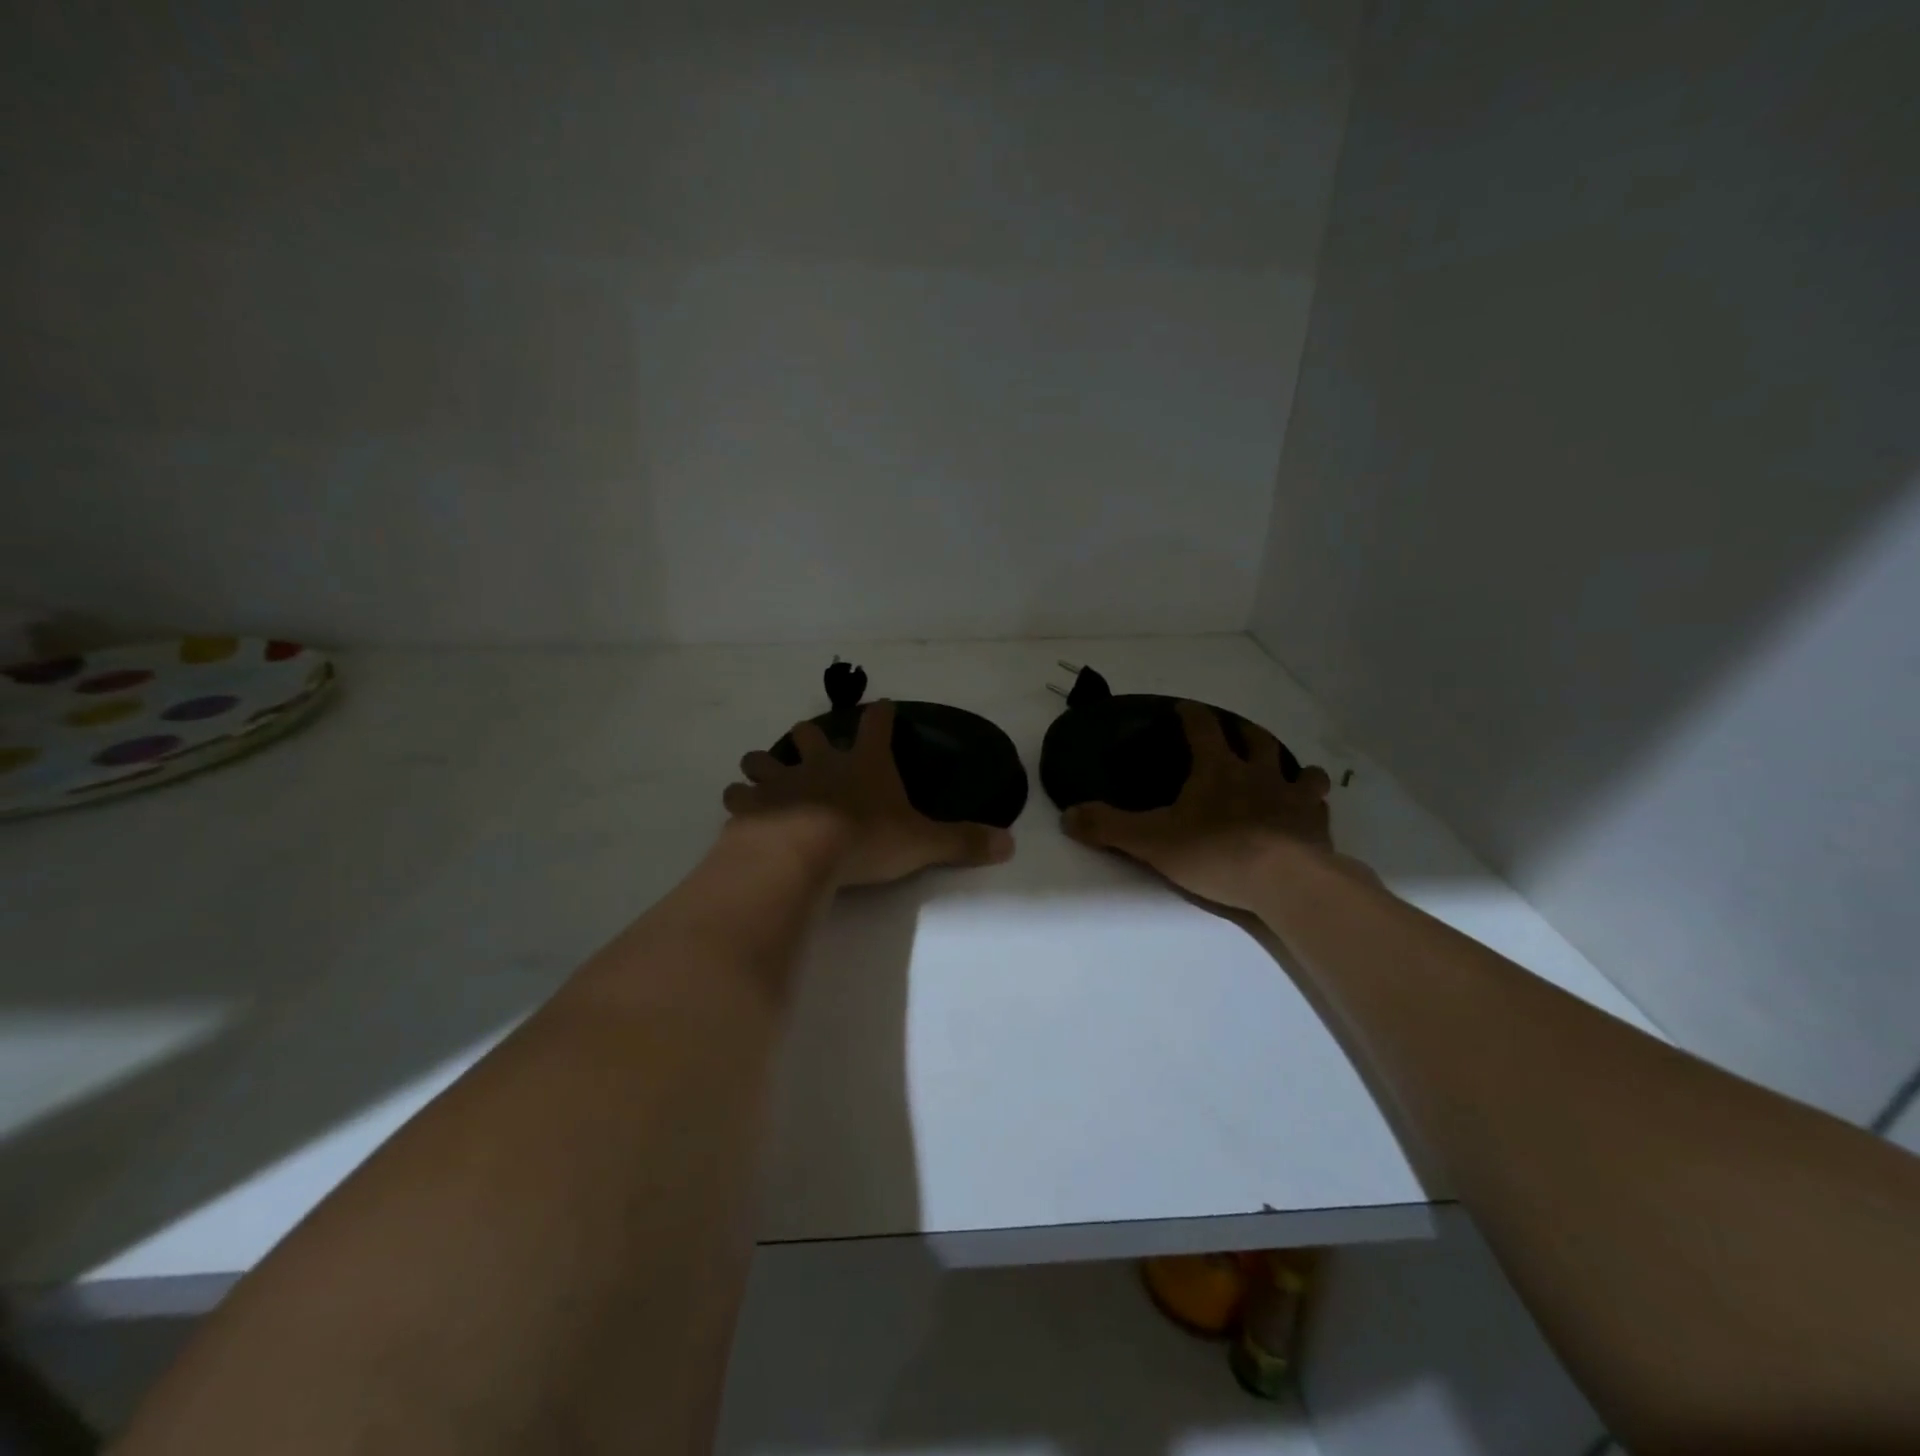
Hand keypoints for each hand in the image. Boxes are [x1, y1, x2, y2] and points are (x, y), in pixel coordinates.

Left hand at [724, 700, 1015, 888]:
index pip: (877, 725)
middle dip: (810, 736)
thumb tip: (1010, 844)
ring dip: (764, 763)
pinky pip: (739, 795)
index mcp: (865, 764)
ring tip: (762, 771)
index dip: (881, 714)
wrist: (803, 853)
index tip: (881, 705)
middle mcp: (822, 764)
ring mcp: (782, 781)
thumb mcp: (922, 843)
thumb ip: (963, 842)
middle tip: (811, 743)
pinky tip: (738, 808)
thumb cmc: (866, 840)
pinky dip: (739, 799)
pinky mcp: (752, 805)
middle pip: (810, 734)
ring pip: (766, 758)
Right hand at [1062, 700, 1346, 911]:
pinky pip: (1319, 806)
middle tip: (1235, 734)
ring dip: (1291, 767)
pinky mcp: (1317, 826)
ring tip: (1286, 772)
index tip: (1184, 708)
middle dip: (1243, 733)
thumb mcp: (1151, 842)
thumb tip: (1067, 815)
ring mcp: (1293, 798)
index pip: (1203, 728)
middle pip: (1256, 740)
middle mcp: (1258, 774)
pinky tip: (1309, 813)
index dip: (1192, 715)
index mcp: (1218, 770)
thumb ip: (1109, 827)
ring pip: (1299, 770)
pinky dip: (1312, 804)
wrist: (1286, 883)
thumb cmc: (1215, 854)